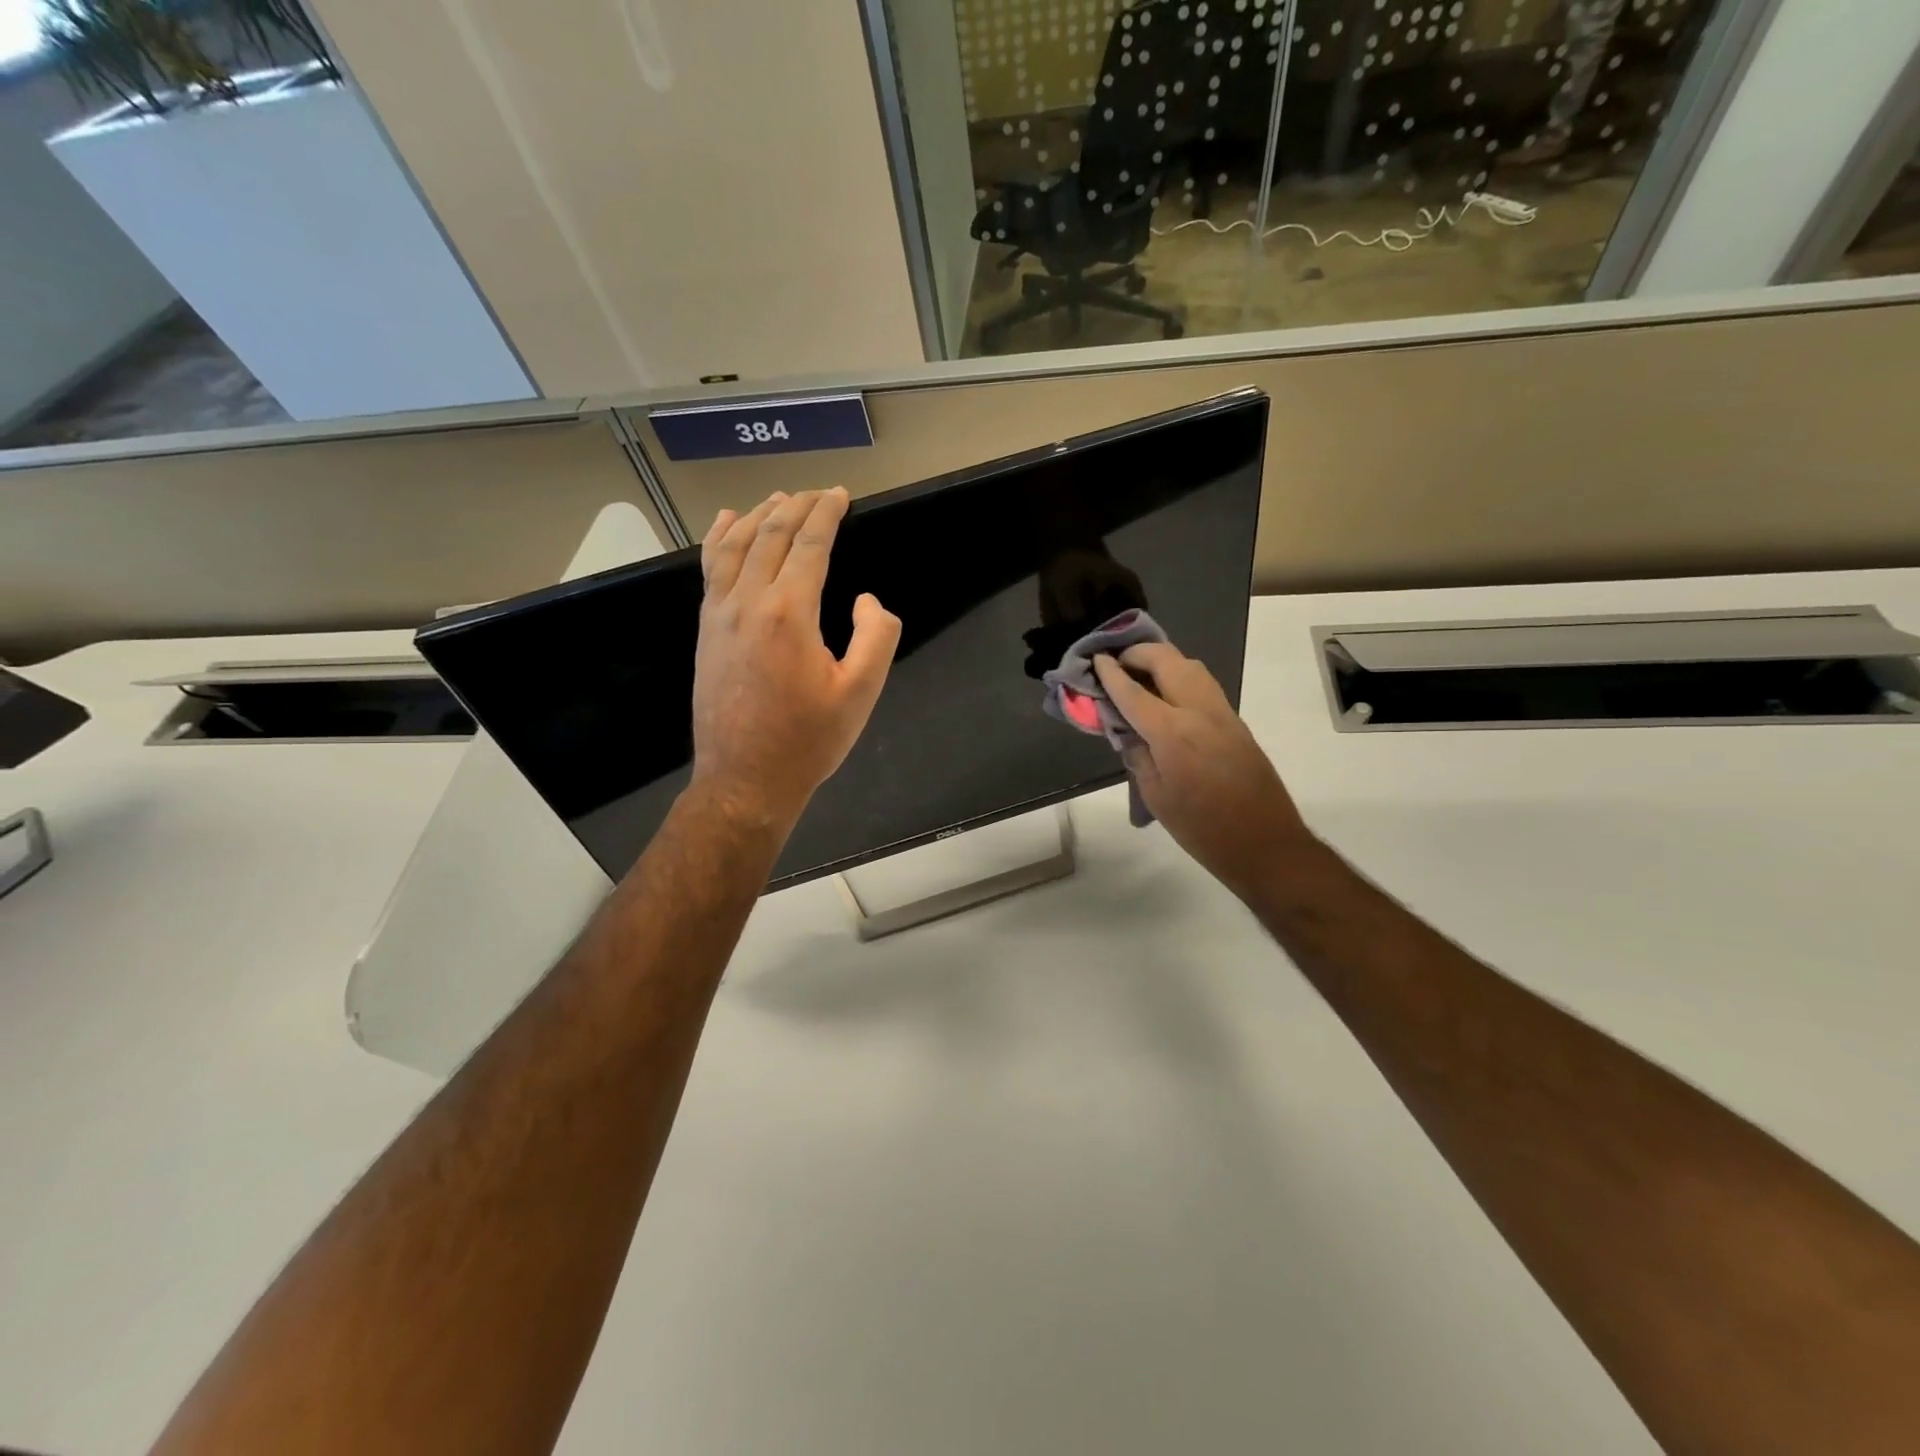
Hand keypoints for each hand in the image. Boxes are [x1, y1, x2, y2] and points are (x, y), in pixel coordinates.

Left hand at [692, 489, 900, 829]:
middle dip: (796, 506)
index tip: (840, 495)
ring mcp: (720, 614)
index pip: (809, 544)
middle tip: (817, 493)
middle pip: (771, 535)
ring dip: (759, 516)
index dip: (826, 514)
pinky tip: (727, 525)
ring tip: (777, 498)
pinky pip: (711, 570)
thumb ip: (876, 637)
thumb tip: (866, 600)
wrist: (745, 780)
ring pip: (735, 546)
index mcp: (789, 613)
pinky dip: (720, 540)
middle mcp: (748, 602)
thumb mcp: (861, 693)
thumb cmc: (808, 741)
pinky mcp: (706, 630)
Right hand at [1093, 644, 1311, 894]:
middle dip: (1139, 653)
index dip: (1111, 674)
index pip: (1133, 692)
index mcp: (1173, 732)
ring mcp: (1223, 714)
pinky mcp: (1236, 722)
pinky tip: (1167, 697)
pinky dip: (1180, 678)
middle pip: (1167, 661)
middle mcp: (1199, 711)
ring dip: (1163, 661)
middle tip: (1118, 662)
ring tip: (1141, 674)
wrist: (1265, 843)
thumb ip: (1137, 756)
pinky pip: (1203, 685)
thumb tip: (1127, 732)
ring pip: (1191, 666)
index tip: (1096, 658)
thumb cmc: (1202, 828)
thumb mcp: (1156, 796)